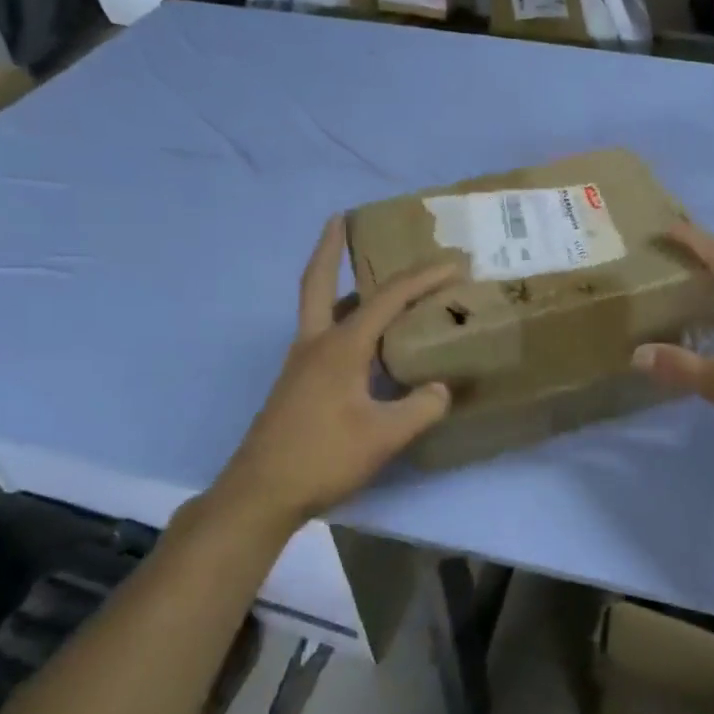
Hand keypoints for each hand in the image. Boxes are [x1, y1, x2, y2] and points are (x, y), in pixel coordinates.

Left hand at [215, 217, 459, 525]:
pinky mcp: (297, 384)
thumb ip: (421, 407)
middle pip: (318, 282)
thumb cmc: (322, 457)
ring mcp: (301, 364)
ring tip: (367, 276)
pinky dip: (342, 319)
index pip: (387, 299)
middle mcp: (315, 344)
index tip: (454, 264)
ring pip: (320, 308)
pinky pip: (323, 334)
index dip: (423, 278)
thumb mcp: (384, 436)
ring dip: (339, 284)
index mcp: (340, 347)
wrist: (259, 495)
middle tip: (340, 218)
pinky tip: (365, 340)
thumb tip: (440, 388)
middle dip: (329, 247)